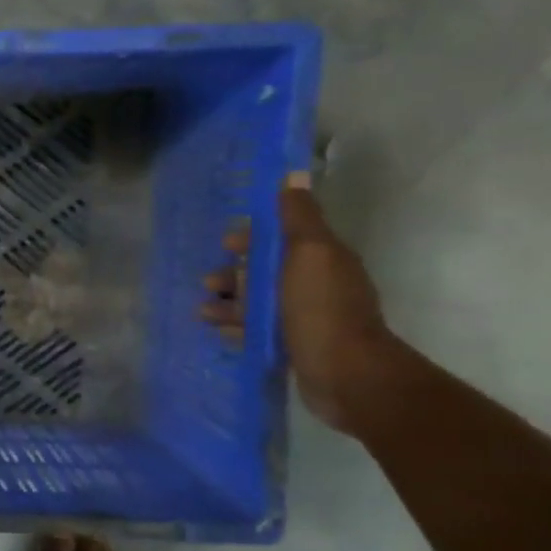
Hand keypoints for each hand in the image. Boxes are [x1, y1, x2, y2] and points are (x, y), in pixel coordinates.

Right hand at [199, 175, 396, 432]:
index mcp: (322, 259)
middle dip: (234, 273)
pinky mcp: (294, 347)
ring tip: (204, 312)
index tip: (226, 244)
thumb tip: (293, 176)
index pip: (283, 238)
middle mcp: (315, 285)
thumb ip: (299, 218)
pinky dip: (237, 328)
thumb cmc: (322, 309)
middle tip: (208, 283)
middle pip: (265, 271)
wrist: (346, 374)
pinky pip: (257, 330)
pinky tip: (219, 332)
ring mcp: (305, 318)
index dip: (252, 237)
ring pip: (257, 302)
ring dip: (229, 302)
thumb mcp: (310, 254)